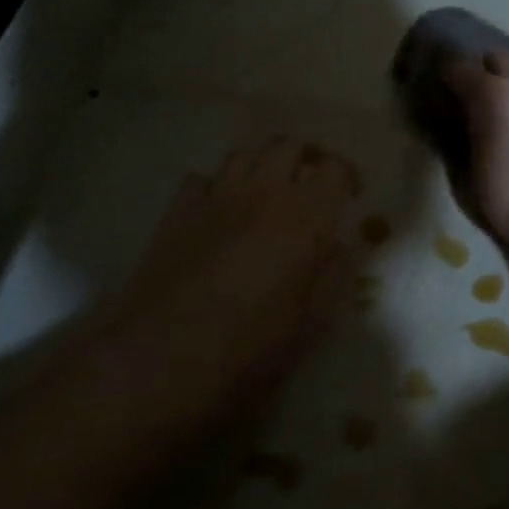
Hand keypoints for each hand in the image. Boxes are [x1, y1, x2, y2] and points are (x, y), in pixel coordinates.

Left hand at [85, 138, 359, 436]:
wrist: (159, 362)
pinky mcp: (176, 213)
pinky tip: (220, 215)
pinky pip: (202, 179)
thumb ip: (334, 276)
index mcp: (303, 219)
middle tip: (310, 192)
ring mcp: (214, 199)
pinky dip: (217, 187)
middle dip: (305, 161)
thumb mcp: (311, 324)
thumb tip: (340, 246)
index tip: (349, 199)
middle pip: (288, 146)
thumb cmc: (248, 350)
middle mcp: (261, 194)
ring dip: (262, 167)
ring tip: (267, 197)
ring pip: (244, 154)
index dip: (347, 177)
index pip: (334, 169)